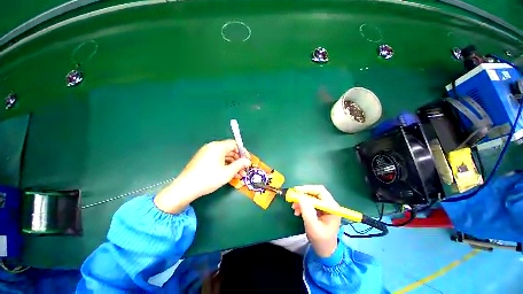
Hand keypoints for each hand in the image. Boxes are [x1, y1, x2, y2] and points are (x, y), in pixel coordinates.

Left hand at [154, 140, 250, 213]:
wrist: (186, 188)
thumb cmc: (209, 178)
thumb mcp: (227, 172)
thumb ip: (239, 165)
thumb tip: (248, 161)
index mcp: (218, 147)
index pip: (234, 144)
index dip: (243, 152)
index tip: (248, 161)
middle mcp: (212, 147)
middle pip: (230, 150)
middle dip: (238, 160)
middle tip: (244, 170)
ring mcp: (206, 153)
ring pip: (224, 156)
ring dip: (233, 164)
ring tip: (239, 175)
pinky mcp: (203, 159)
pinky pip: (217, 159)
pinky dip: (225, 165)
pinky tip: (230, 174)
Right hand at [291, 185, 340, 257]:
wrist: (324, 250)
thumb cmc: (321, 240)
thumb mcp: (312, 226)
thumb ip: (307, 210)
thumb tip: (300, 196)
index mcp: (332, 207)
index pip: (320, 191)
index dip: (307, 189)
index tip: (296, 191)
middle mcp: (329, 204)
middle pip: (314, 192)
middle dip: (303, 195)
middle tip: (293, 199)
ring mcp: (324, 206)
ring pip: (310, 197)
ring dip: (301, 201)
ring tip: (294, 208)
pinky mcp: (319, 209)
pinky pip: (309, 202)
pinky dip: (302, 205)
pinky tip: (297, 211)